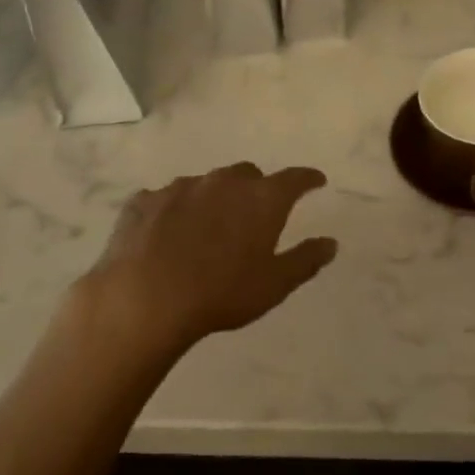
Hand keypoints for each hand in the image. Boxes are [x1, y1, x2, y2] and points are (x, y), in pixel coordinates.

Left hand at [69, 163, 337, 365]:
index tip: (316, 181)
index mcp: (261, 199)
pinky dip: (174, 210)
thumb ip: (306, 260)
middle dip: (256, 188)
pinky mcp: (143, 201)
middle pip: (247, 174)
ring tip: (208, 228)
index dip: (308, 179)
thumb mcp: (274, 285)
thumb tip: (331, 243)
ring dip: (213, 198)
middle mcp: (223, 182)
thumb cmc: (221, 293)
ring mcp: (180, 187)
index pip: (294, 179)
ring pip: (206, 184)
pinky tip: (167, 234)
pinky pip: (166, 198)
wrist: (143, 299)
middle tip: (255, 213)